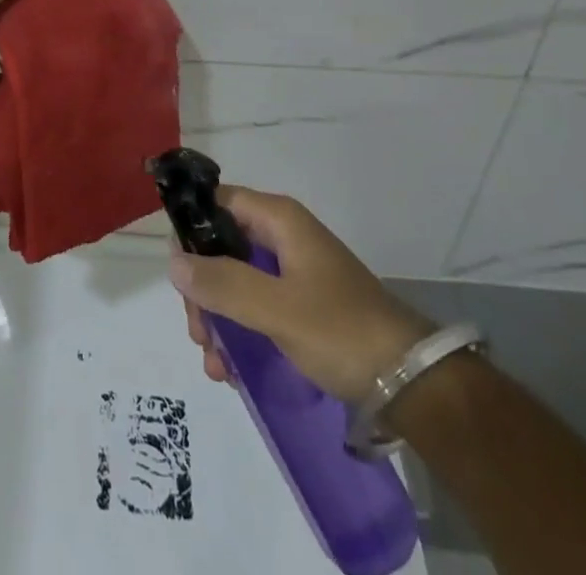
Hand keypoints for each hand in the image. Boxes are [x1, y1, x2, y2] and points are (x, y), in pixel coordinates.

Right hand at [169, 186, 434, 404]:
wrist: (413, 384)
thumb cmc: (341, 331)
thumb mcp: (276, 308)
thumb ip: (222, 284)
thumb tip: (172, 262)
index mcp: (279, 220)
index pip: (218, 202)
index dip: (192, 229)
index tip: (177, 272)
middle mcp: (283, 237)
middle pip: (222, 247)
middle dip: (203, 289)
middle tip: (198, 333)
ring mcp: (293, 273)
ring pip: (235, 281)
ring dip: (217, 318)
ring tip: (215, 364)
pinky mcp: (302, 306)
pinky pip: (256, 307)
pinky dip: (239, 333)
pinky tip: (232, 371)